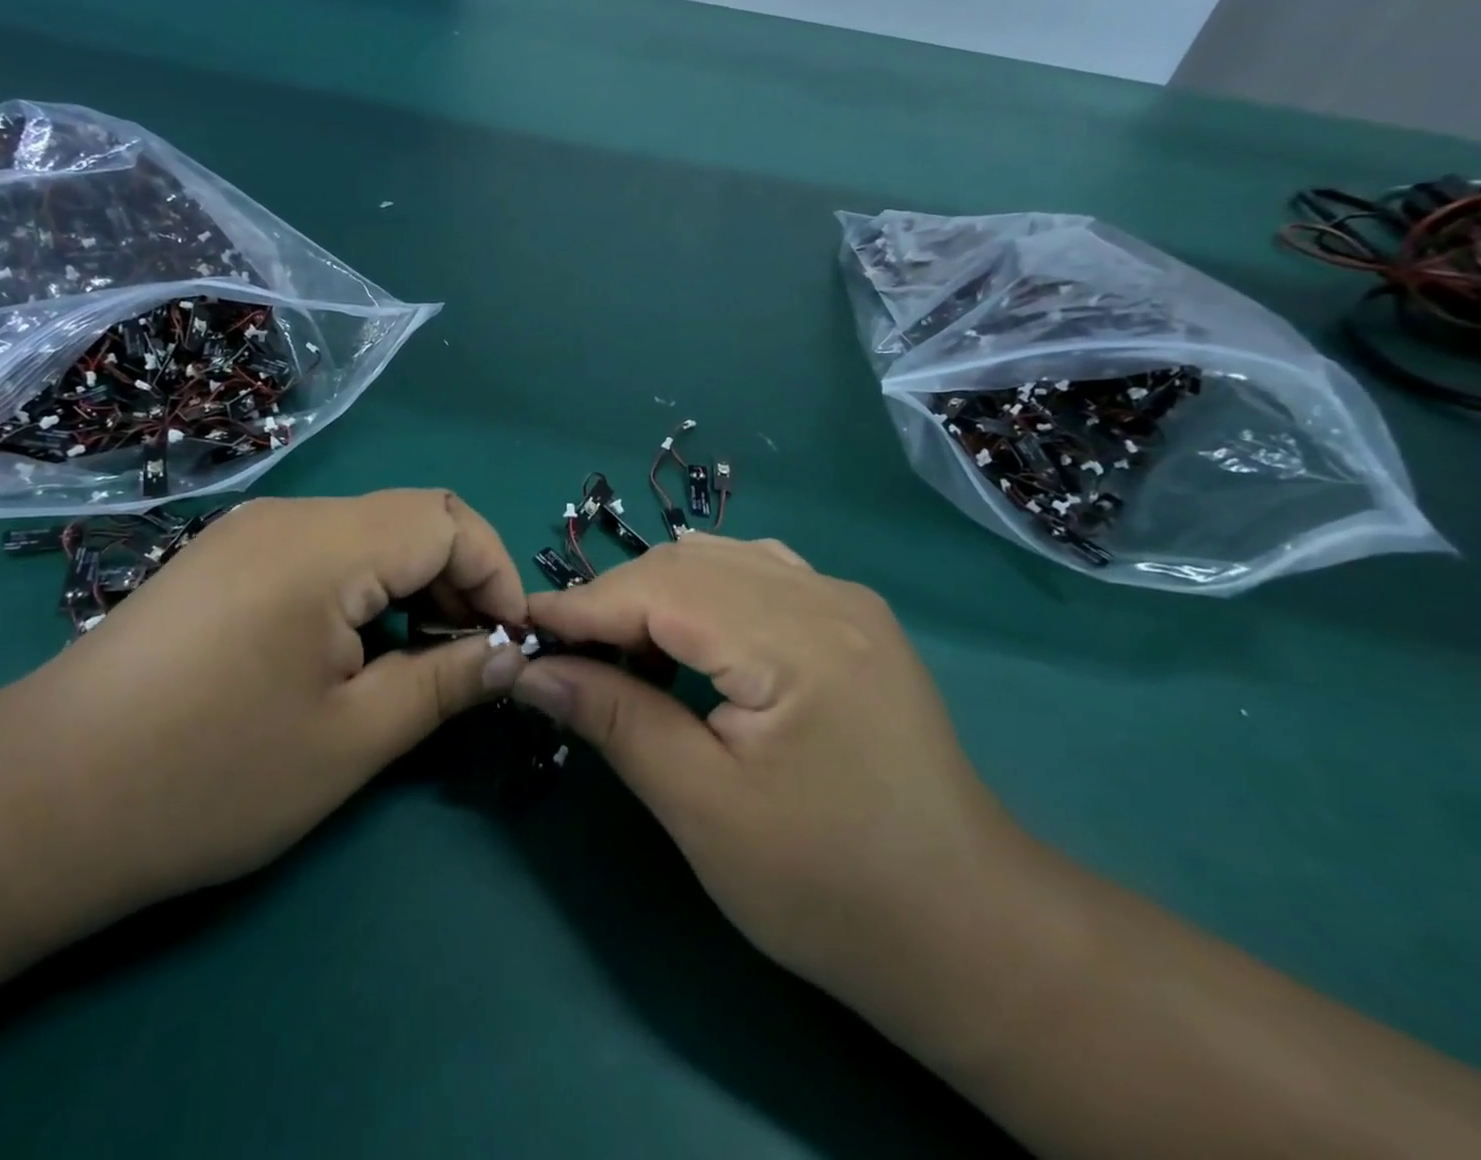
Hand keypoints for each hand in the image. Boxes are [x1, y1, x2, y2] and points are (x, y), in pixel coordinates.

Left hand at [15, 491, 527, 905]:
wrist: (34, 805)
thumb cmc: (206, 776)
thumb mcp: (350, 740)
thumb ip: (442, 683)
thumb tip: (506, 652)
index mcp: (324, 545)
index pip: (448, 520)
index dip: (495, 573)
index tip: (506, 641)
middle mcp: (288, 516)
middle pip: (411, 518)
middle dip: (458, 580)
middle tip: (465, 659)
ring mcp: (249, 532)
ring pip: (368, 534)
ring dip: (411, 585)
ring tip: (411, 661)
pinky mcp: (224, 560)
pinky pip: (322, 551)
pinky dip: (363, 589)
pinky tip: (348, 651)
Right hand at [510, 535, 1023, 1009]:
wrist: (966, 929)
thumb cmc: (828, 886)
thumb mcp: (702, 807)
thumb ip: (615, 720)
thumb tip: (533, 670)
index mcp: (795, 640)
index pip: (660, 590)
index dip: (582, 606)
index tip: (520, 628)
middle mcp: (826, 596)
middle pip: (688, 562)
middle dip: (614, 598)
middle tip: (565, 651)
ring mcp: (846, 600)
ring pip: (720, 559)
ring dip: (656, 592)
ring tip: (619, 649)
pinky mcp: (852, 619)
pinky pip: (757, 575)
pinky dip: (703, 594)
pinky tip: (687, 639)